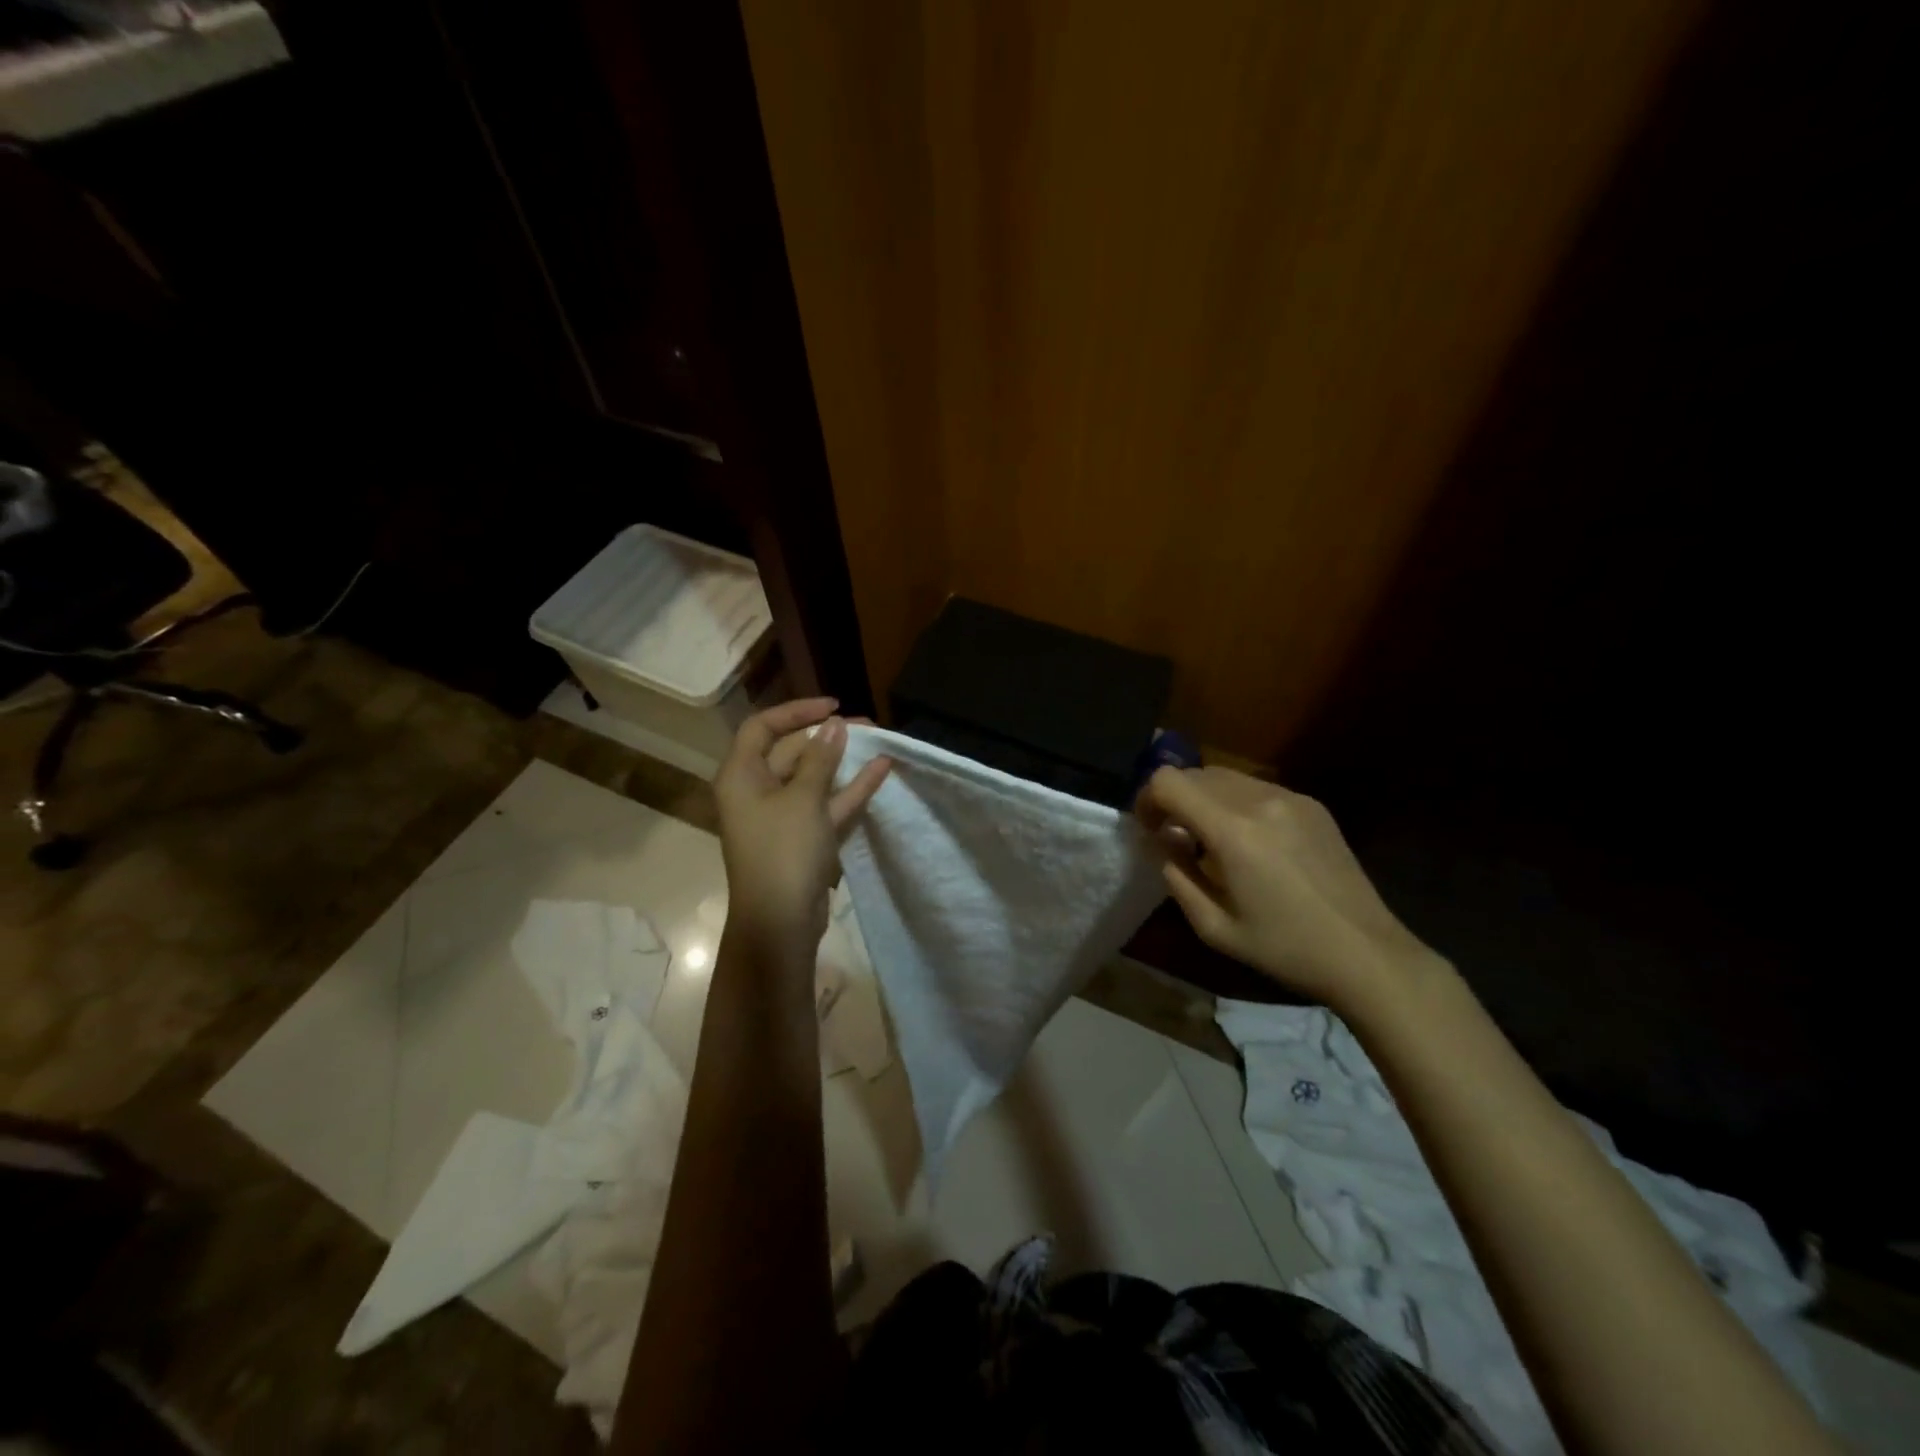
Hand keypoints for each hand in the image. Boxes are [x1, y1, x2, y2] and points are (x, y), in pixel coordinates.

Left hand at [715, 698, 890, 958]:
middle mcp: (757, 791)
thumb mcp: (804, 799)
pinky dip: (850, 788)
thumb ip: (821, 759)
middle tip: (866, 725)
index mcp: (741, 776)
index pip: (763, 727)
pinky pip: (826, 803)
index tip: (833, 706)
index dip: (796, 711)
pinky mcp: (802, 837)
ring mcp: (781, 816)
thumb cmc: (783, 852)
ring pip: (813, 777)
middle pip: (791, 751)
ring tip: (878, 741)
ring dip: (843, 761)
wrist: (780, 923)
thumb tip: (834, 726)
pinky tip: (881, 770)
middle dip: (828, 736)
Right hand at [1137, 766, 1445, 1012]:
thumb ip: (1176, 875)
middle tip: (1175, 837)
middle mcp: (1260, 800)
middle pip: (1194, 773)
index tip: (1149, 829)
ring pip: (1225, 776)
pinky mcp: (1312, 805)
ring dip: (1205, 799)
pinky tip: (1250, 843)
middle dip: (1174, 799)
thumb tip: (1164, 841)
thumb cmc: (1284, 948)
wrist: (1367, 954)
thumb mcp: (1213, 927)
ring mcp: (1291, 797)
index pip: (1168, 781)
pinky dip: (1236, 803)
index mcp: (1232, 831)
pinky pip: (1257, 789)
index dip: (1147, 799)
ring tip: (1211, 840)